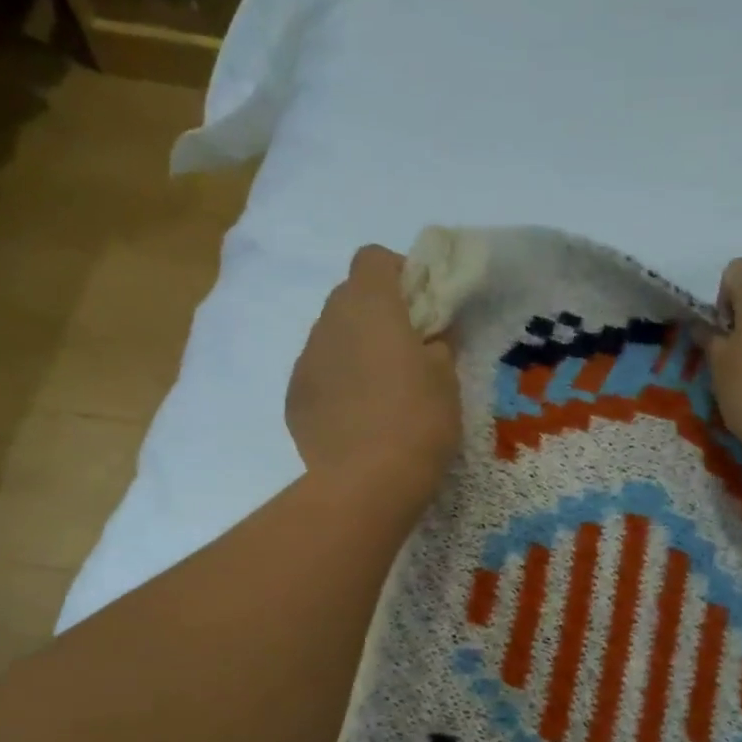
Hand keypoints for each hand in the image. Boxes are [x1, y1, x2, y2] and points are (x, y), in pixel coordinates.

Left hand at [287, 246, 460, 495]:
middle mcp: (328, 322)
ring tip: (382, 393)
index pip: (373, 258)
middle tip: (408, 352)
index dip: (400, 274)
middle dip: (378, 314)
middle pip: (350, 296)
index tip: (421, 308)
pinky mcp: (294, 398)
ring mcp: (305, 361)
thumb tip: (429, 336)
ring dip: (356, 350)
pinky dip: (339, 384)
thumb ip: (439, 343)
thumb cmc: (417, 420)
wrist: (365, 482)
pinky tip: (359, 419)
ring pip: (332, 338)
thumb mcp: (447, 378)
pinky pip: (319, 375)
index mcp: (369, 305)